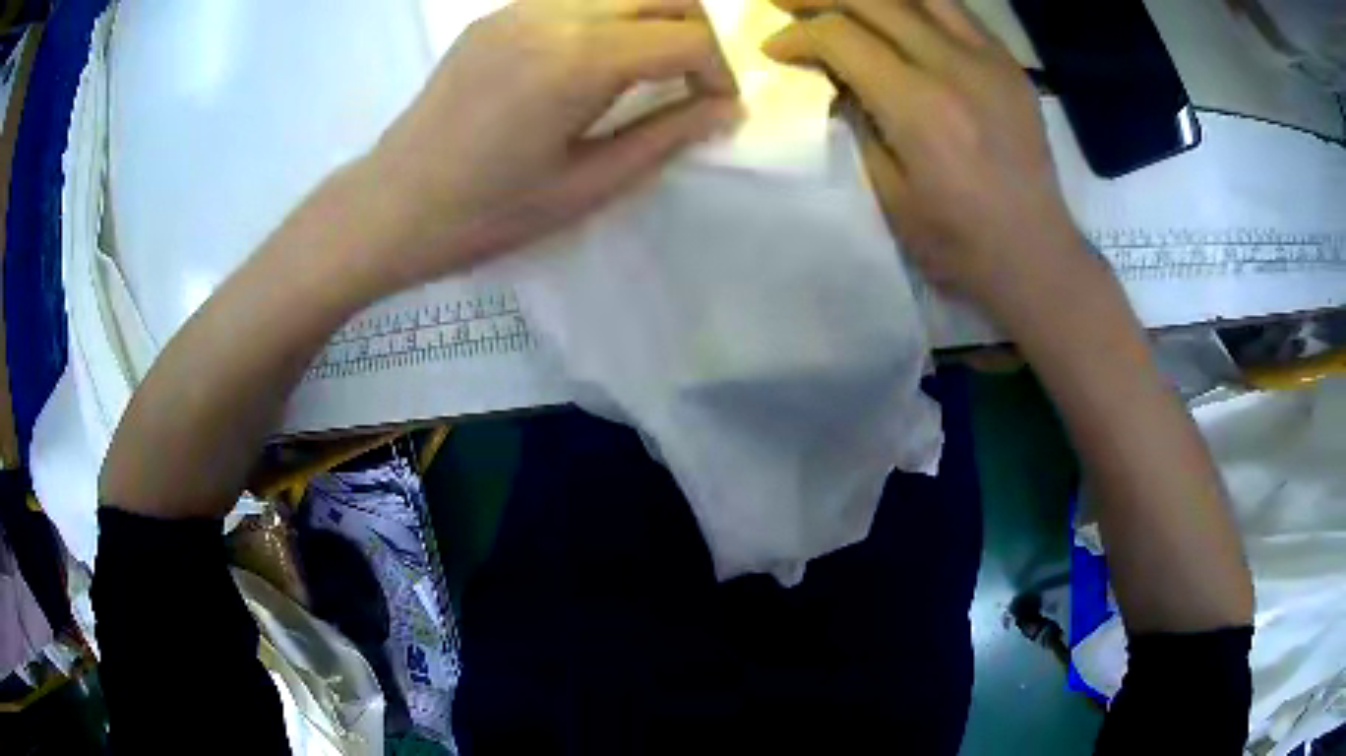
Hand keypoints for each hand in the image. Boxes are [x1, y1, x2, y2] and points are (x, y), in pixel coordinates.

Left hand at [363, 0, 739, 290]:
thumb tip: (726, 110)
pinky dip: (607, 17)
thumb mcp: (588, 184)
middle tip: (692, 82)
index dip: (718, 72)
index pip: (687, 38)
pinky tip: (593, 61)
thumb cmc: (488, 212)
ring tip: (648, 70)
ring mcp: (519, 6)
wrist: (391, 207)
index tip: (716, 107)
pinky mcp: (496, 15)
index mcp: (580, 58)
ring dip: (653, 19)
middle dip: (696, 32)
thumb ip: (666, 136)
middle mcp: (554, 12)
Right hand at [763, 0, 1098, 327]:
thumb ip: (859, 122)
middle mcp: (955, 66)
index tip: (774, 48)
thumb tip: (836, 78)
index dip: (797, 35)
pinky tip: (893, 12)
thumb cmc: (958, 242)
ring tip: (837, 0)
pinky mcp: (1009, 64)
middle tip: (785, 3)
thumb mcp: (889, 192)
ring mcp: (989, 59)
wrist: (1036, 256)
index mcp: (919, 107)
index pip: (841, 36)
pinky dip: (915, 3)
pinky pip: (954, 10)